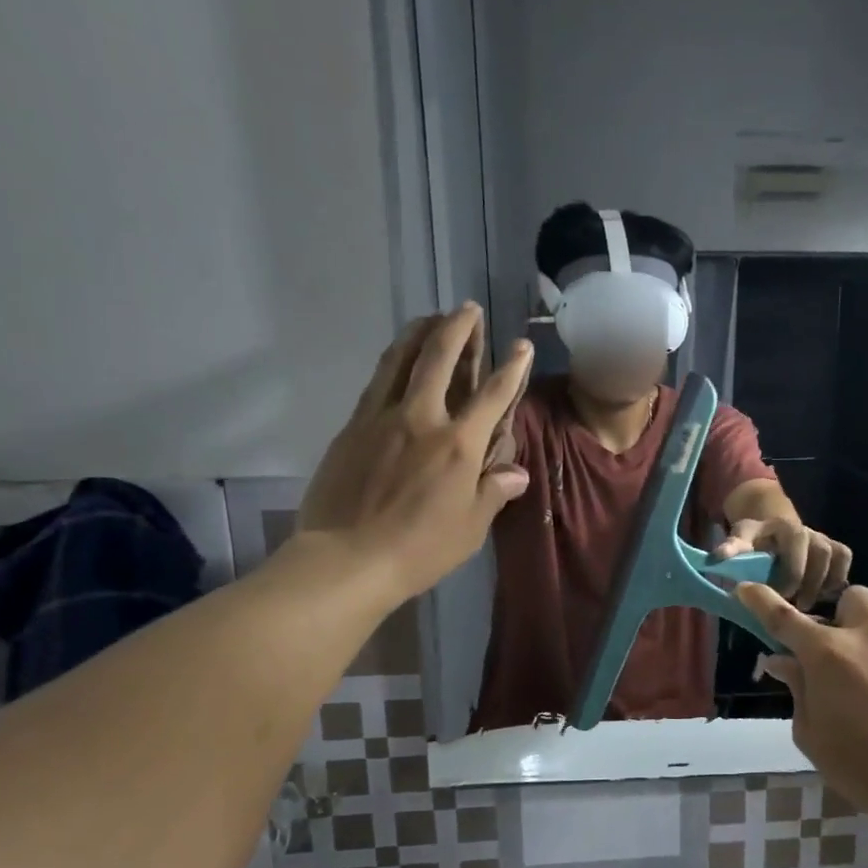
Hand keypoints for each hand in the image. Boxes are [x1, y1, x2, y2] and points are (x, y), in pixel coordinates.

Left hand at [297, 305, 530, 598]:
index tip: (521, 345)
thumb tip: (515, 473)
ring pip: (400, 360)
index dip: (512, 368)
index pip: (493, 396)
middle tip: (467, 309)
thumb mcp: (470, 528)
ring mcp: (381, 419)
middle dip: (458, 329)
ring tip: (430, 317)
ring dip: (419, 333)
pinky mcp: (352, 428)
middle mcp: (422, 419)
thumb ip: (493, 492)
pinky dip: (391, 362)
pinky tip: (395, 359)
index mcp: (459, 445)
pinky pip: (375, 383)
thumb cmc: (419, 549)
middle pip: (440, 359)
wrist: (347, 558)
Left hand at [715, 517, 851, 608]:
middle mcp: (807, 529)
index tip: (778, 594)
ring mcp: (823, 538)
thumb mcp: (739, 540)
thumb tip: (716, 558)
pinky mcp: (835, 548)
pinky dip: (837, 579)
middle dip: (808, 581)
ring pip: (834, 557)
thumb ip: (731, 548)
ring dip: (823, 584)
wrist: (772, 530)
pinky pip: (844, 560)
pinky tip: (824, 598)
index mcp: (783, 526)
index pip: (794, 542)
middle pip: (819, 552)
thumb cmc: (753, 541)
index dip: (791, 571)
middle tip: (793, 606)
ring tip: (807, 606)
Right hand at [737, 583, 867, 821]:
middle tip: (846, 652)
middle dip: (845, 619)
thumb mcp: (813, 736)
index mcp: (828, 655)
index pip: (782, 617)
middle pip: (852, 598)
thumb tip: (782, 661)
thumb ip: (797, 690)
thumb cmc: (863, 769)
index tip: (746, 588)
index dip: (760, 599)